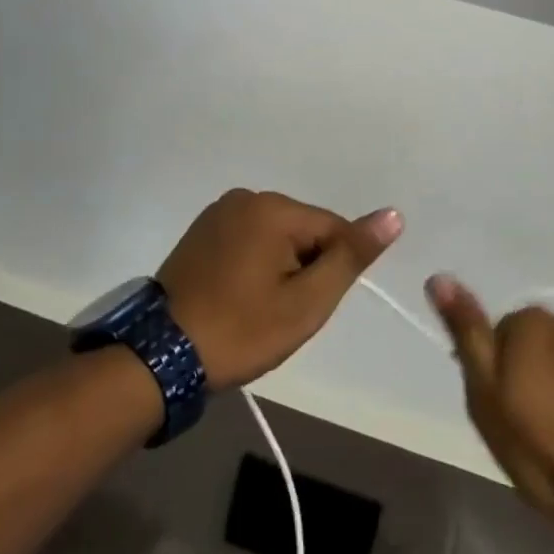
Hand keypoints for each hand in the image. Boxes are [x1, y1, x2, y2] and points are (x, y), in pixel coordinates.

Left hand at [156, 189, 402, 391]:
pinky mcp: (201, 230)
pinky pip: (248, 240)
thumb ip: (350, 256)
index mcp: (273, 208)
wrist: (161, 356)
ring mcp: (219, 212)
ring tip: (257, 309)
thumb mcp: (306, 302)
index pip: (333, 230)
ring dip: (280, 268)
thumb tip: (393, 214)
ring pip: (276, 237)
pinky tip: (238, 297)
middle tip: (281, 314)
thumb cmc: (241, 330)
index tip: (308, 306)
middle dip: (304, 269)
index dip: (331, 271)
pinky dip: (254, 266)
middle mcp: (246, 197)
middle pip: (304, 231)